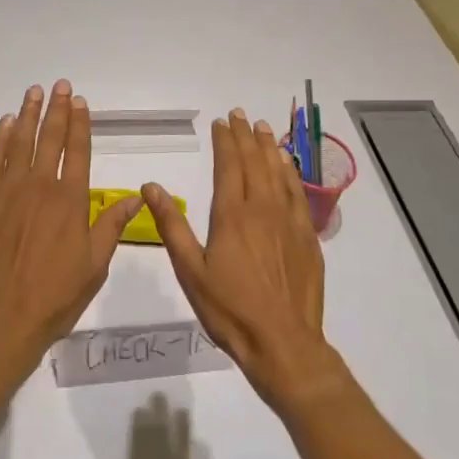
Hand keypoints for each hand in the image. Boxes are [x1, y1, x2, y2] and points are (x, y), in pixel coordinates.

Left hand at [0, 80, 142, 373]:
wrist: (1, 317)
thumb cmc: (54, 296)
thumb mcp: (95, 265)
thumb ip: (111, 225)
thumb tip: (137, 196)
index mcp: (70, 201)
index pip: (78, 151)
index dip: (79, 124)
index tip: (80, 101)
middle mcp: (40, 186)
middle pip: (50, 138)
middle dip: (56, 109)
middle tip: (59, 85)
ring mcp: (7, 191)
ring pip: (20, 142)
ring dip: (28, 114)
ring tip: (33, 92)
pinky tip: (5, 124)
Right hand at [144, 111, 343, 412]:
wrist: (284, 344)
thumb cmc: (230, 310)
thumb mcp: (190, 271)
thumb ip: (171, 225)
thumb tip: (151, 186)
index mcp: (231, 215)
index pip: (228, 165)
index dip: (224, 141)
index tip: (221, 122)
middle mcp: (262, 209)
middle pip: (254, 162)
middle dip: (245, 136)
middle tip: (239, 114)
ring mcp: (289, 221)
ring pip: (278, 172)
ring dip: (269, 147)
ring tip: (263, 127)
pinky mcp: (307, 237)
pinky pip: (298, 193)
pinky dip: (291, 172)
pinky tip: (287, 163)